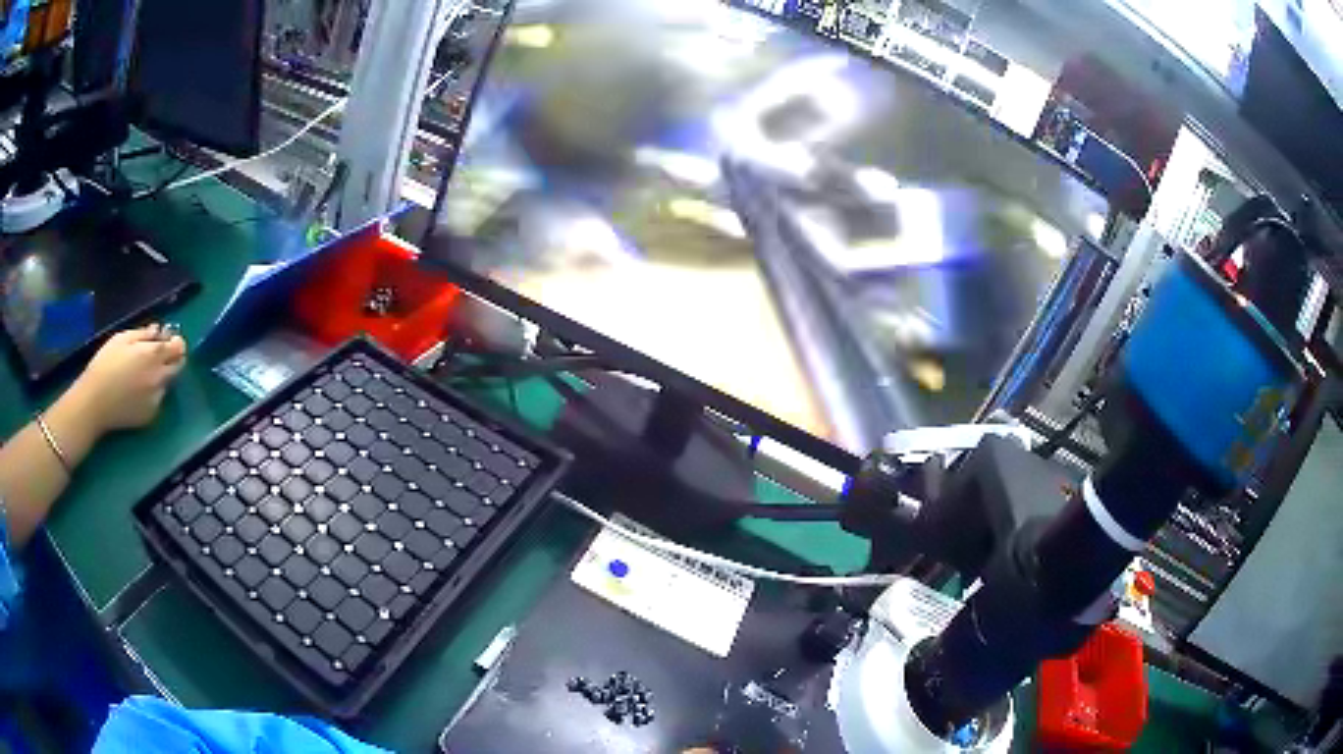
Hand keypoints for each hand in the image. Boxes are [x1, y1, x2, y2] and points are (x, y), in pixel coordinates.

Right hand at [70, 325, 187, 433]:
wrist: (94, 403)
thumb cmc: (105, 364)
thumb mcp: (122, 339)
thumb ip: (143, 334)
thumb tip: (159, 330)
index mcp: (153, 355)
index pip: (178, 347)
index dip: (177, 342)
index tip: (171, 340)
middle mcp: (159, 377)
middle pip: (178, 366)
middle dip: (173, 359)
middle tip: (160, 357)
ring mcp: (157, 399)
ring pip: (167, 384)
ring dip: (161, 377)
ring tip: (141, 376)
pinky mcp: (151, 416)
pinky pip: (157, 401)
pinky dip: (151, 394)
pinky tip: (136, 393)